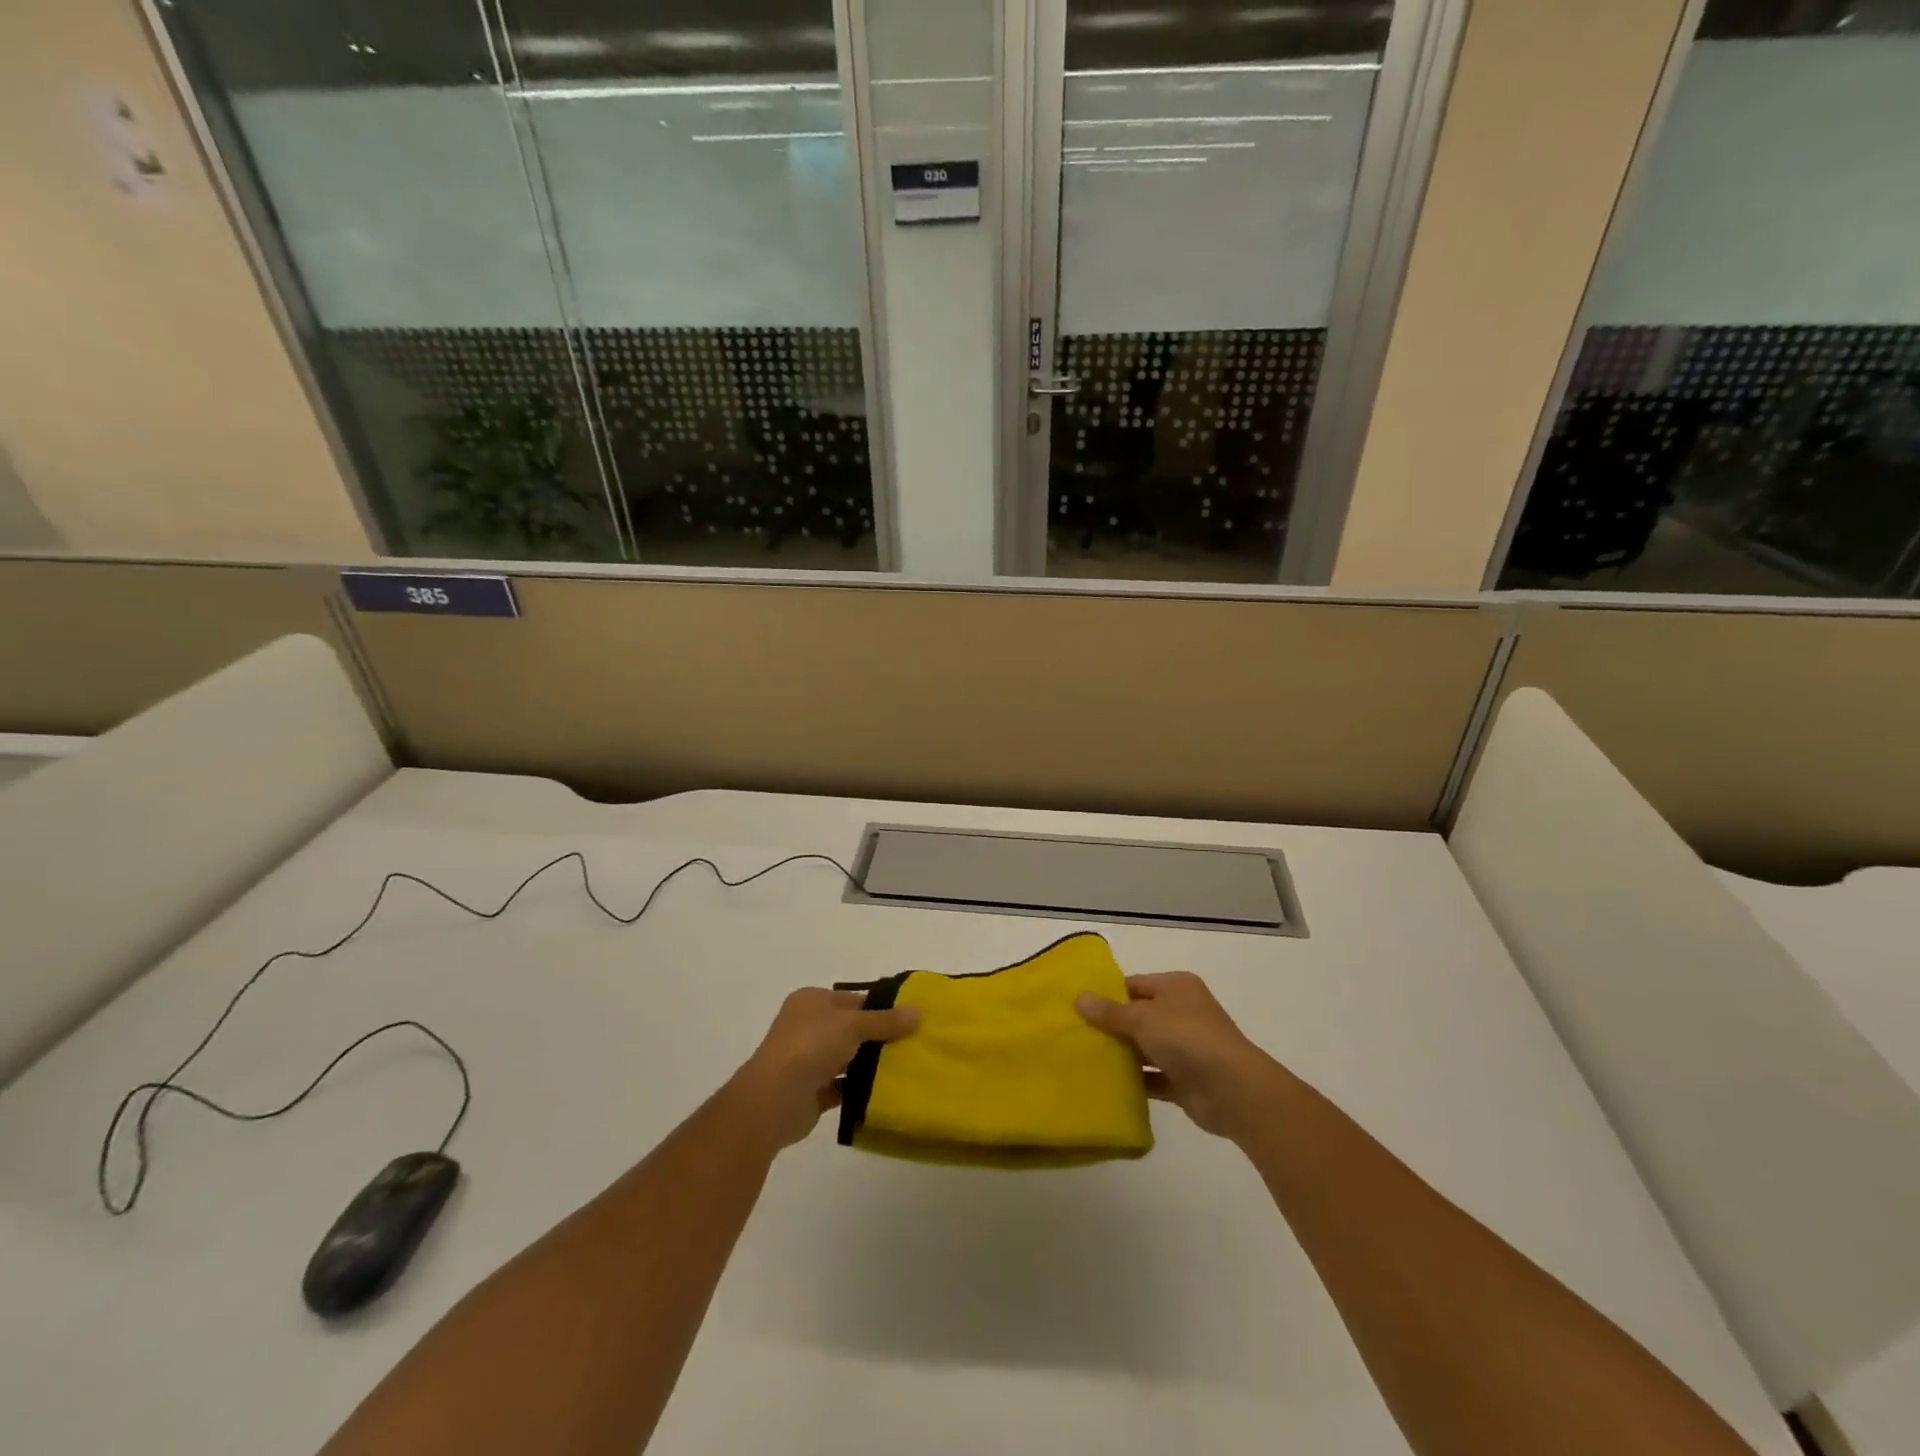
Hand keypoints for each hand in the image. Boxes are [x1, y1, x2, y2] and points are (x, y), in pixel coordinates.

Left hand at [730, 988, 918, 1151]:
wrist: (774, 1099)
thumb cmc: (811, 1045)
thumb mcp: (853, 1024)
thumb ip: (885, 1020)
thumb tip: (918, 1012)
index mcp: (811, 1001)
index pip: (852, 999)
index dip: (880, 1007)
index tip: (910, 1019)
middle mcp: (807, 1026)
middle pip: (850, 1029)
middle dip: (878, 1037)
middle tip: (912, 1044)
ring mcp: (807, 1060)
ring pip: (847, 1058)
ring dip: (869, 1064)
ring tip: (905, 1068)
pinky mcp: (811, 1091)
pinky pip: (842, 1086)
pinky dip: (859, 1089)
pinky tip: (884, 1092)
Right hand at [1076, 972, 1282, 1141]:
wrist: (1234, 1090)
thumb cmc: (1187, 1038)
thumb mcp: (1142, 1018)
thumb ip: (1110, 1012)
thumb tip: (1079, 998)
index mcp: (1176, 987)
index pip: (1135, 984)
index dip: (1108, 994)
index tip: (1078, 1008)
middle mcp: (1182, 1012)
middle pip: (1139, 1016)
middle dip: (1111, 1026)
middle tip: (1075, 1035)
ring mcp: (1185, 1048)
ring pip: (1145, 1048)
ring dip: (1122, 1055)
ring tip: (1084, 1060)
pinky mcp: (1185, 1080)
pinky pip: (1153, 1077)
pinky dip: (1135, 1081)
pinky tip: (1106, 1086)